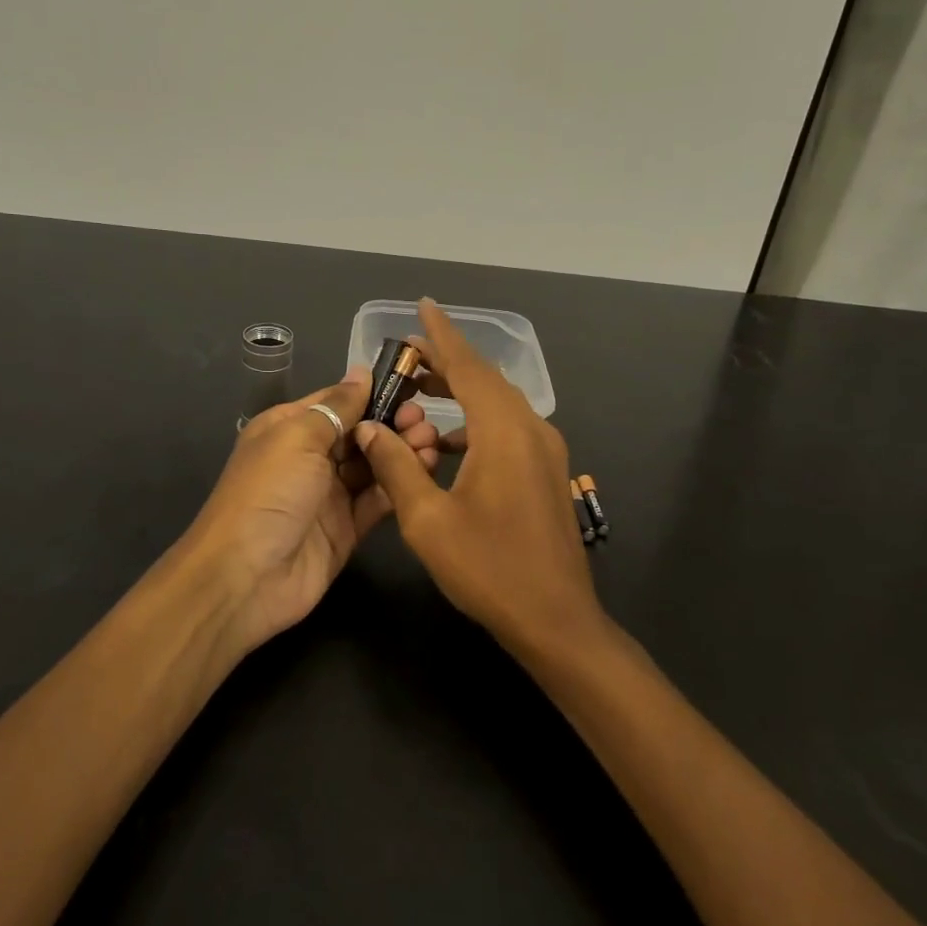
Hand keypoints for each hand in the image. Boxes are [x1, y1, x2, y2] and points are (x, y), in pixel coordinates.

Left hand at [181, 367, 442, 652]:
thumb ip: (337, 406)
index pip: (338, 401)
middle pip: (360, 432)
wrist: (245, 577)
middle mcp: (310, 457)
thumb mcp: (298, 437)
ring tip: (432, 442)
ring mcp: (329, 494)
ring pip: (373, 465)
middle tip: (424, 420)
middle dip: (393, 422)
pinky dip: (399, 485)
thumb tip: (362, 371)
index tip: (414, 385)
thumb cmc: (268, 492)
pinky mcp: (347, 528)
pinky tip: (425, 470)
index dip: (374, 392)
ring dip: (402, 452)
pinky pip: (377, 499)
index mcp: (290, 428)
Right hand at [354, 299, 601, 655]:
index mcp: (504, 431)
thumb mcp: (428, 520)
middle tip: (407, 355)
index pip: (468, 366)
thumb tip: (371, 430)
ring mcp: (545, 451)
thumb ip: (397, 466)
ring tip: (419, 391)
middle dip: (446, 362)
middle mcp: (531, 429)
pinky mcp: (547, 471)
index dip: (442, 335)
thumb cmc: (488, 569)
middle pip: (484, 380)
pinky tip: (447, 443)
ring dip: (460, 393)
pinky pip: (507, 428)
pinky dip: (475, 422)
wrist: (556, 620)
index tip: (424, 306)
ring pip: (498, 404)